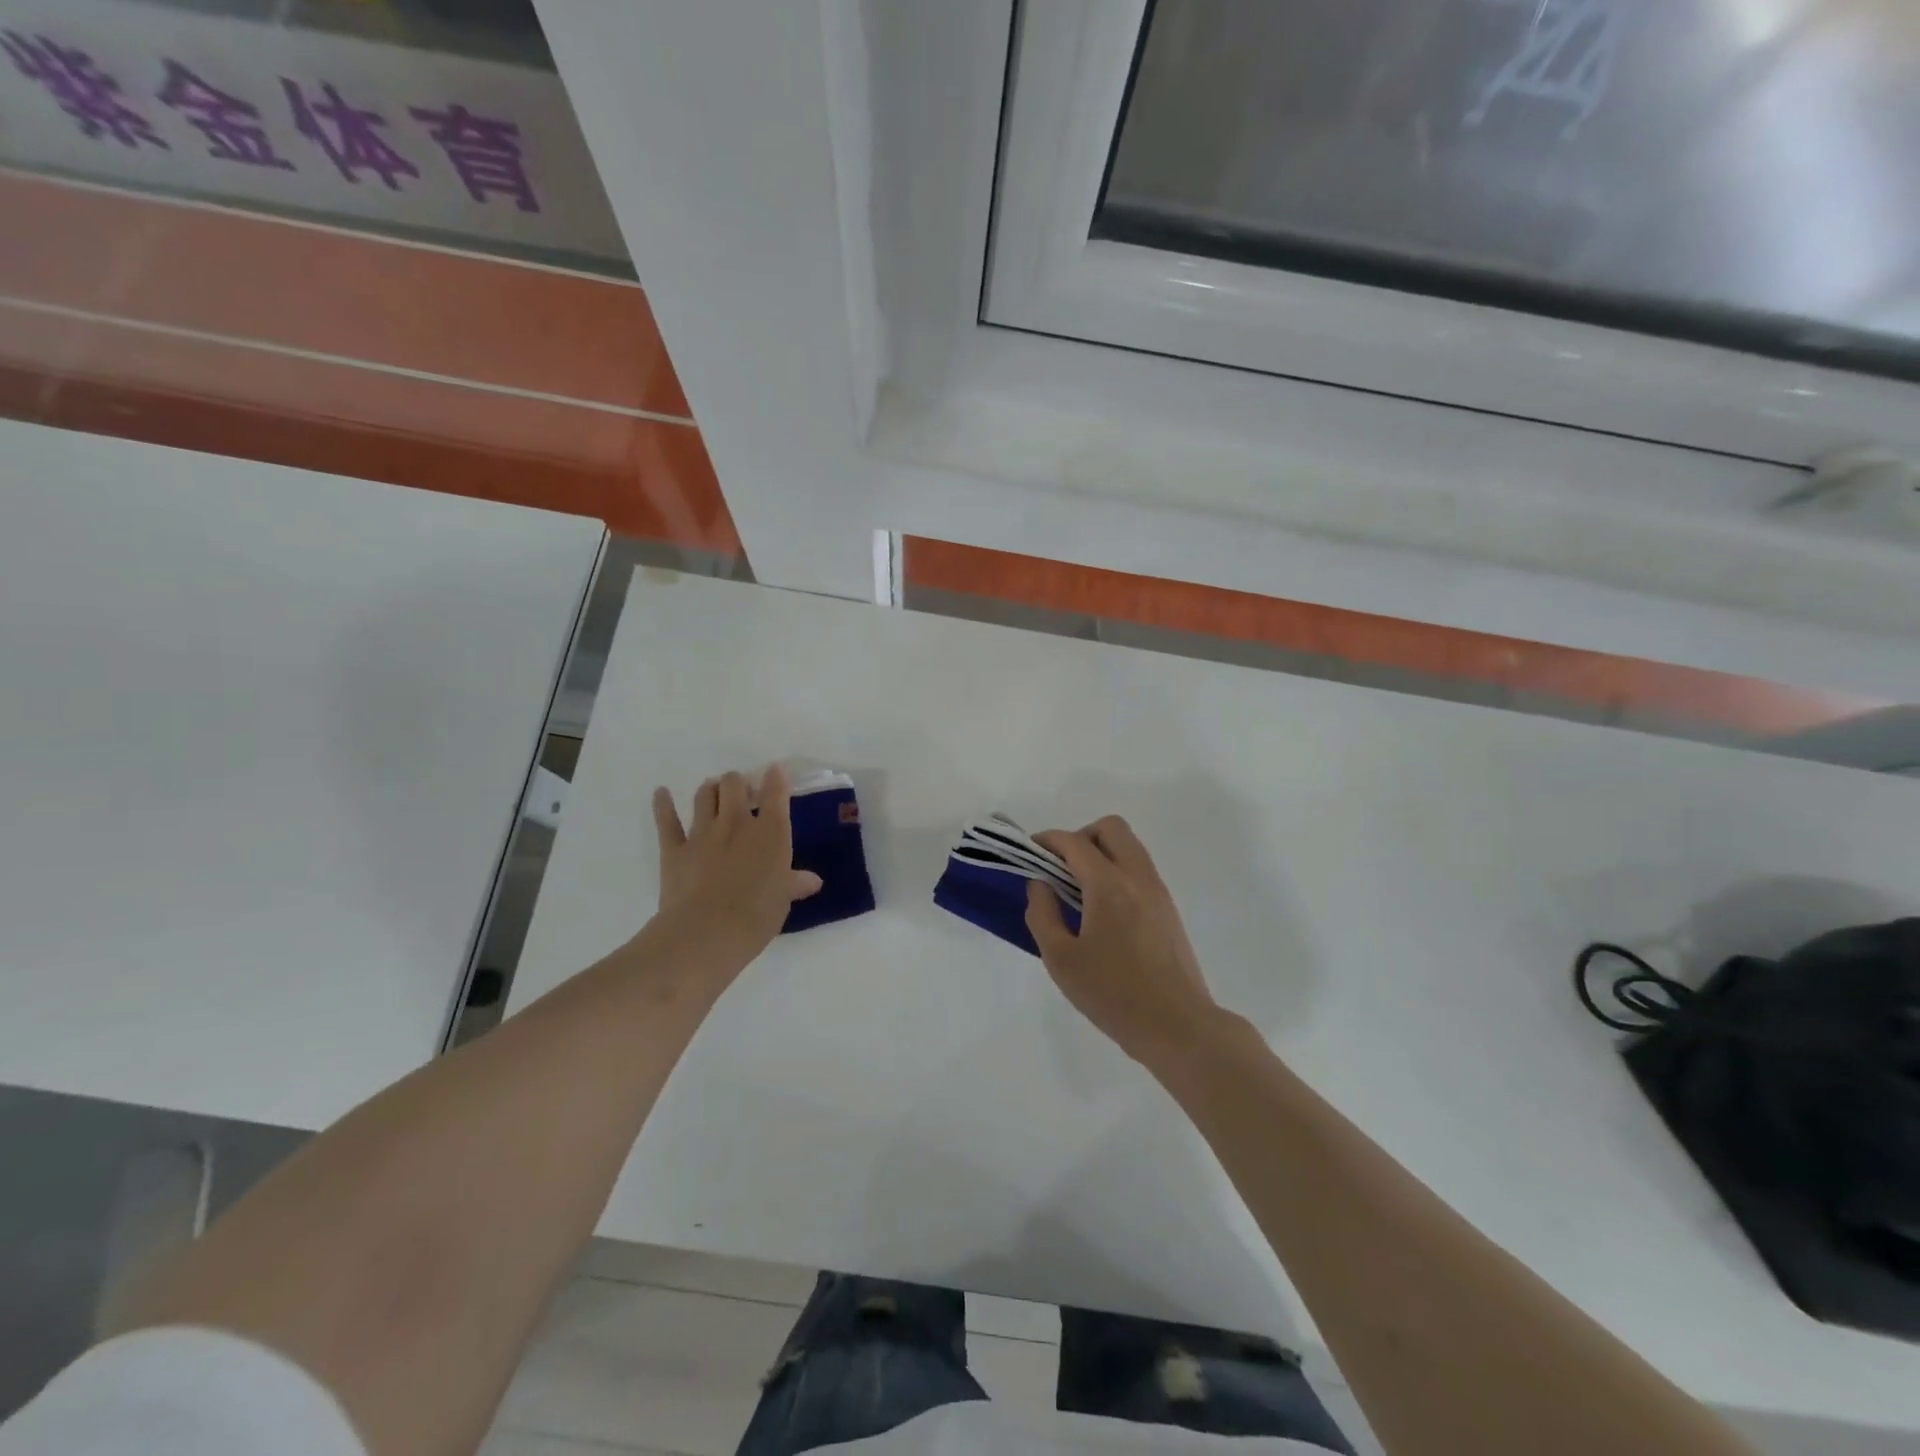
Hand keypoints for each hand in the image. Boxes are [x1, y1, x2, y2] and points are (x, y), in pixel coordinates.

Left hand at [647, 765, 822, 977]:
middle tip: (743, 792)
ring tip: (714, 791)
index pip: (776, 793)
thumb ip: (794, 884)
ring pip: (704, 795)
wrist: (706, 933)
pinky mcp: (674, 849)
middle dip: (739, 782)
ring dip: (711, 789)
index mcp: (771, 832)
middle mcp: (737, 823)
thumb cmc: (756, 916)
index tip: (775, 772)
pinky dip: (663, 804)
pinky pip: (666, 820)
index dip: (776, 778)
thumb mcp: (783, 901)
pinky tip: (661, 793)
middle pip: (734, 784)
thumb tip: (812, 881)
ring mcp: (703, 833)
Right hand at [1025, 816, 1222, 1069]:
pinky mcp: (1168, 909)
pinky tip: (1102, 910)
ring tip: (1078, 889)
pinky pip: (1139, 869)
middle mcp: (1138, 877)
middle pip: (1111, 828)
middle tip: (1060, 867)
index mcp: (1109, 885)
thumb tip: (1040, 884)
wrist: (1178, 1027)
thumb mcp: (1061, 959)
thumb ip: (1042, 914)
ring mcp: (1158, 891)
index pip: (1074, 843)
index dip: (1047, 840)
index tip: (1029, 851)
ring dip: (1101, 852)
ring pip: (1129, 846)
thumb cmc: (1113, 994)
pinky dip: (1117, 871)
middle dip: (1080, 836)